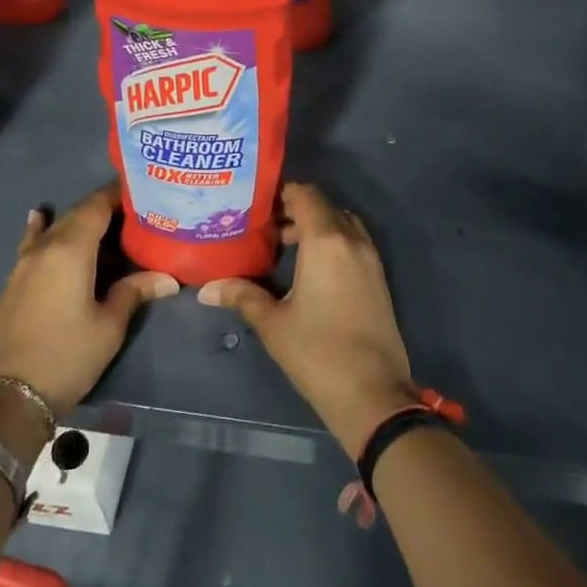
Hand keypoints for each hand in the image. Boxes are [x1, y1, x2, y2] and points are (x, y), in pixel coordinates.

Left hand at [0, 183, 177, 416]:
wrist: (10, 397)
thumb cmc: (67, 356)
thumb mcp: (109, 326)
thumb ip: (135, 291)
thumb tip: (170, 278)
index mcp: (71, 250)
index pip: (97, 206)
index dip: (119, 194)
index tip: (143, 190)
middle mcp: (45, 247)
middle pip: (77, 214)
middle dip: (104, 208)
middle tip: (135, 212)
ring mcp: (24, 263)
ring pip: (56, 227)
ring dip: (79, 221)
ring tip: (105, 222)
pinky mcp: (14, 281)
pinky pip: (33, 242)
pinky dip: (42, 228)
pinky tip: (39, 216)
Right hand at [200, 183, 419, 455]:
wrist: (373, 393)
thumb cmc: (318, 352)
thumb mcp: (273, 324)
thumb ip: (242, 296)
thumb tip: (207, 288)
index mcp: (326, 241)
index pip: (306, 194)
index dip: (282, 193)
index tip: (257, 205)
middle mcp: (352, 240)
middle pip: (324, 206)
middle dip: (296, 210)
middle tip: (265, 227)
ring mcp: (370, 258)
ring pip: (341, 224)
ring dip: (317, 226)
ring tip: (286, 247)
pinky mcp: (379, 278)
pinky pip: (354, 243)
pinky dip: (334, 242)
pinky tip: (311, 269)